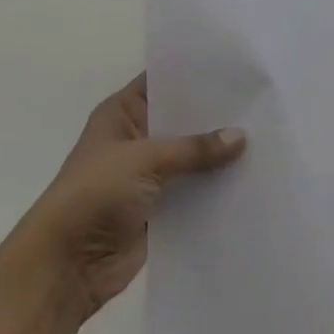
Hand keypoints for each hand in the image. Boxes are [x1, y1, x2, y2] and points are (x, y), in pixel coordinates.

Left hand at [15, 75, 244, 324]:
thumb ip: (194, 148)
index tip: (237, 65)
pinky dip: (216, 188)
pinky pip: (194, 192)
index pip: (163, 81)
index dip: (195, 73)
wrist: (65, 267)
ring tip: (268, 136)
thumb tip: (241, 137)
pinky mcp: (160, 210)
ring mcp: (148, 175)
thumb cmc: (94, 194)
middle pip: (183, 120)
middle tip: (262, 101)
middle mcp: (137, 138)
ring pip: (192, 158)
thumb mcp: (145, 159)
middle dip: (216, 115)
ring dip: (219, 155)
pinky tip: (252, 178)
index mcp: (122, 113)